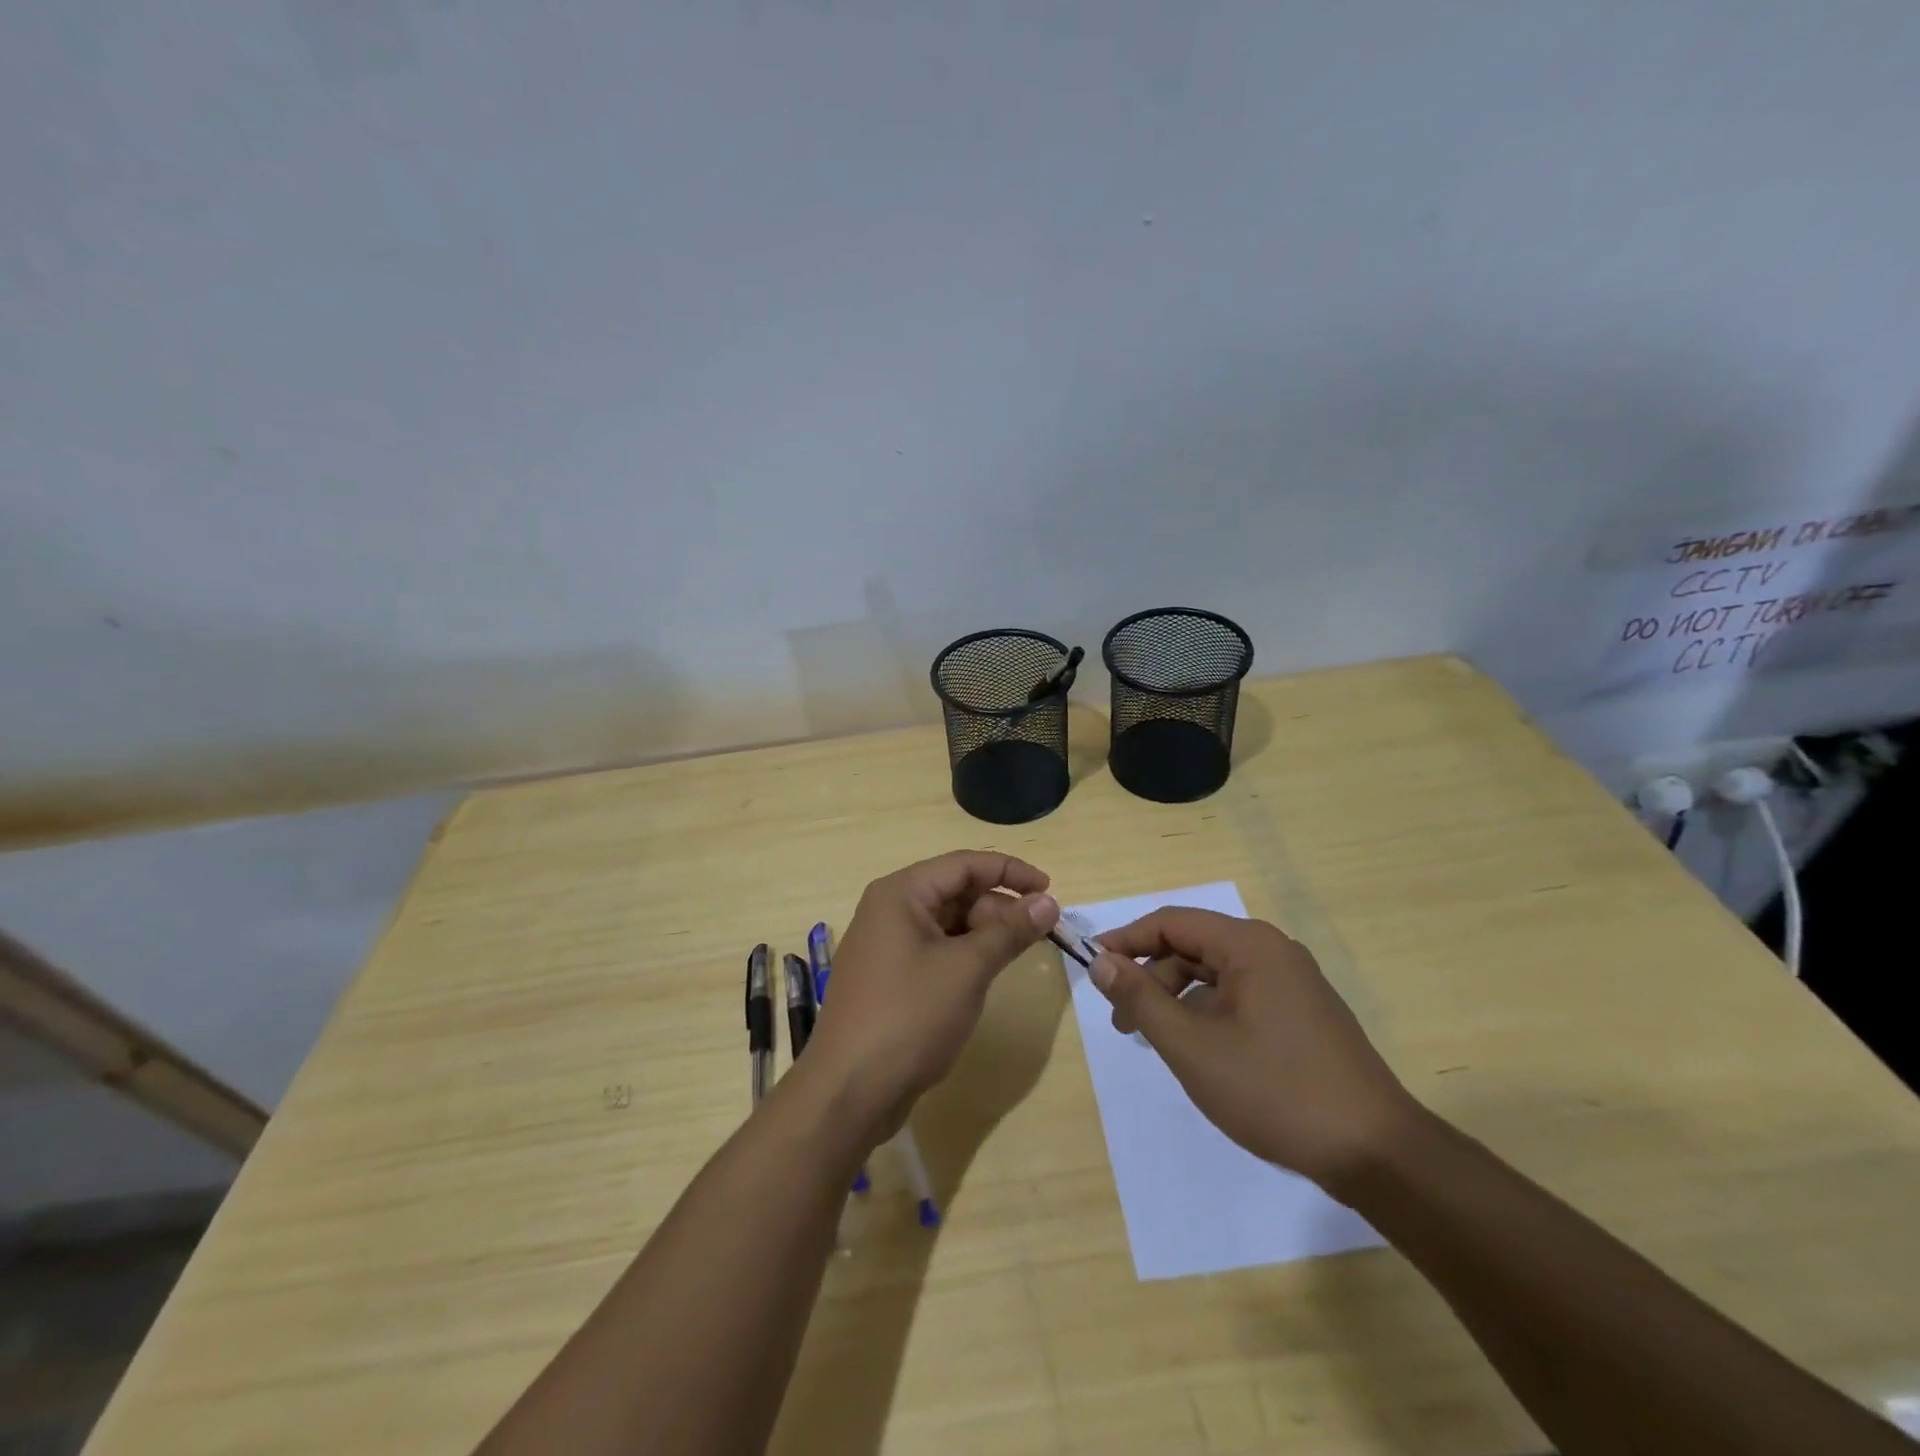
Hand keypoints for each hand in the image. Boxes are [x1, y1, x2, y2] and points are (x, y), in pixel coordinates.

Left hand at [804, 851, 1059, 1141]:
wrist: (848, 1091)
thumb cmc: (909, 1017)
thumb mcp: (967, 969)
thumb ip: (1009, 931)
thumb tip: (1048, 903)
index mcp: (901, 893)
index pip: (964, 864)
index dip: (1011, 872)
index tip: (1050, 890)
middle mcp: (890, 909)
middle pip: (956, 891)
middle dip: (1000, 907)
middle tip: (1038, 934)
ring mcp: (887, 945)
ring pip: (948, 923)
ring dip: (985, 932)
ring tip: (1018, 954)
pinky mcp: (890, 977)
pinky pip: (936, 949)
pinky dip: (965, 955)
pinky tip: (986, 975)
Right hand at [1089, 908, 1416, 1190]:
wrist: (1375, 1152)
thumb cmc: (1274, 1090)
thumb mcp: (1191, 1045)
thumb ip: (1141, 998)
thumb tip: (1100, 961)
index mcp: (1248, 944)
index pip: (1171, 922)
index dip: (1126, 940)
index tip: (1092, 967)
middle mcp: (1272, 951)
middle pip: (1193, 946)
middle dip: (1151, 977)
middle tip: (1122, 1021)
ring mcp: (1293, 982)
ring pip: (1217, 974)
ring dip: (1178, 998)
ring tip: (1157, 1041)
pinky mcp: (1304, 1013)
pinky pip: (1241, 995)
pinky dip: (1208, 1012)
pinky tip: (1199, 1050)